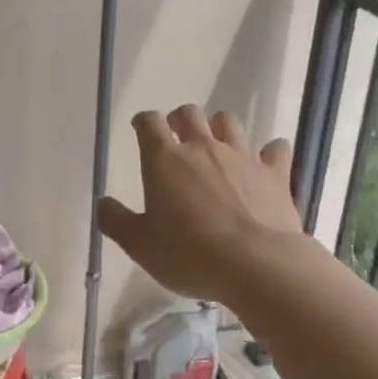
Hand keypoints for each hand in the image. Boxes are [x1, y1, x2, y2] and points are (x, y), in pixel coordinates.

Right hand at [99, 107, 302, 303]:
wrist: (257, 264)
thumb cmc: (189, 254)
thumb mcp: (140, 245)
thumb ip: (116, 221)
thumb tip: (102, 203)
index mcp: (165, 160)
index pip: (149, 123)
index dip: (143, 122)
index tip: (141, 128)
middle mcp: (203, 148)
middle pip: (190, 114)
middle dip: (180, 118)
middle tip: (177, 134)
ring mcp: (242, 157)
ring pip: (229, 123)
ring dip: (219, 128)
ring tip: (216, 144)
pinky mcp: (274, 173)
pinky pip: (275, 150)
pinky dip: (269, 152)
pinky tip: (267, 161)